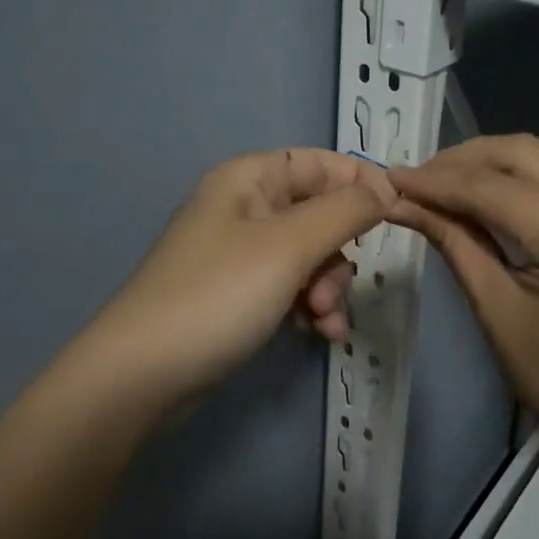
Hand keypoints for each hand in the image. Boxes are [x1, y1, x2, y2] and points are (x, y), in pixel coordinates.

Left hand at [79, 148, 394, 408]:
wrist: (142, 375)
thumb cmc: (218, 295)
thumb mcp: (289, 246)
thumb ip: (345, 211)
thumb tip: (388, 189)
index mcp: (249, 179)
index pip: (321, 163)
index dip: (360, 183)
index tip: (396, 214)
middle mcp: (244, 208)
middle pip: (319, 214)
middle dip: (338, 254)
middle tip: (330, 292)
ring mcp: (240, 254)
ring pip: (310, 256)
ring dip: (328, 288)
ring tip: (322, 322)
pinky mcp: (238, 294)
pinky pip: (290, 288)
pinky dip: (309, 307)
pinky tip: (317, 334)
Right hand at [388, 134, 538, 480]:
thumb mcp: (499, 312)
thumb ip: (456, 244)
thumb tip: (406, 205)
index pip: (496, 189)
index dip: (438, 182)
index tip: (391, 179)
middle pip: (528, 155)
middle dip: (466, 160)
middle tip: (419, 179)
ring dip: (497, 168)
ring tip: (448, 186)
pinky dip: (530, 187)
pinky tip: (496, 202)